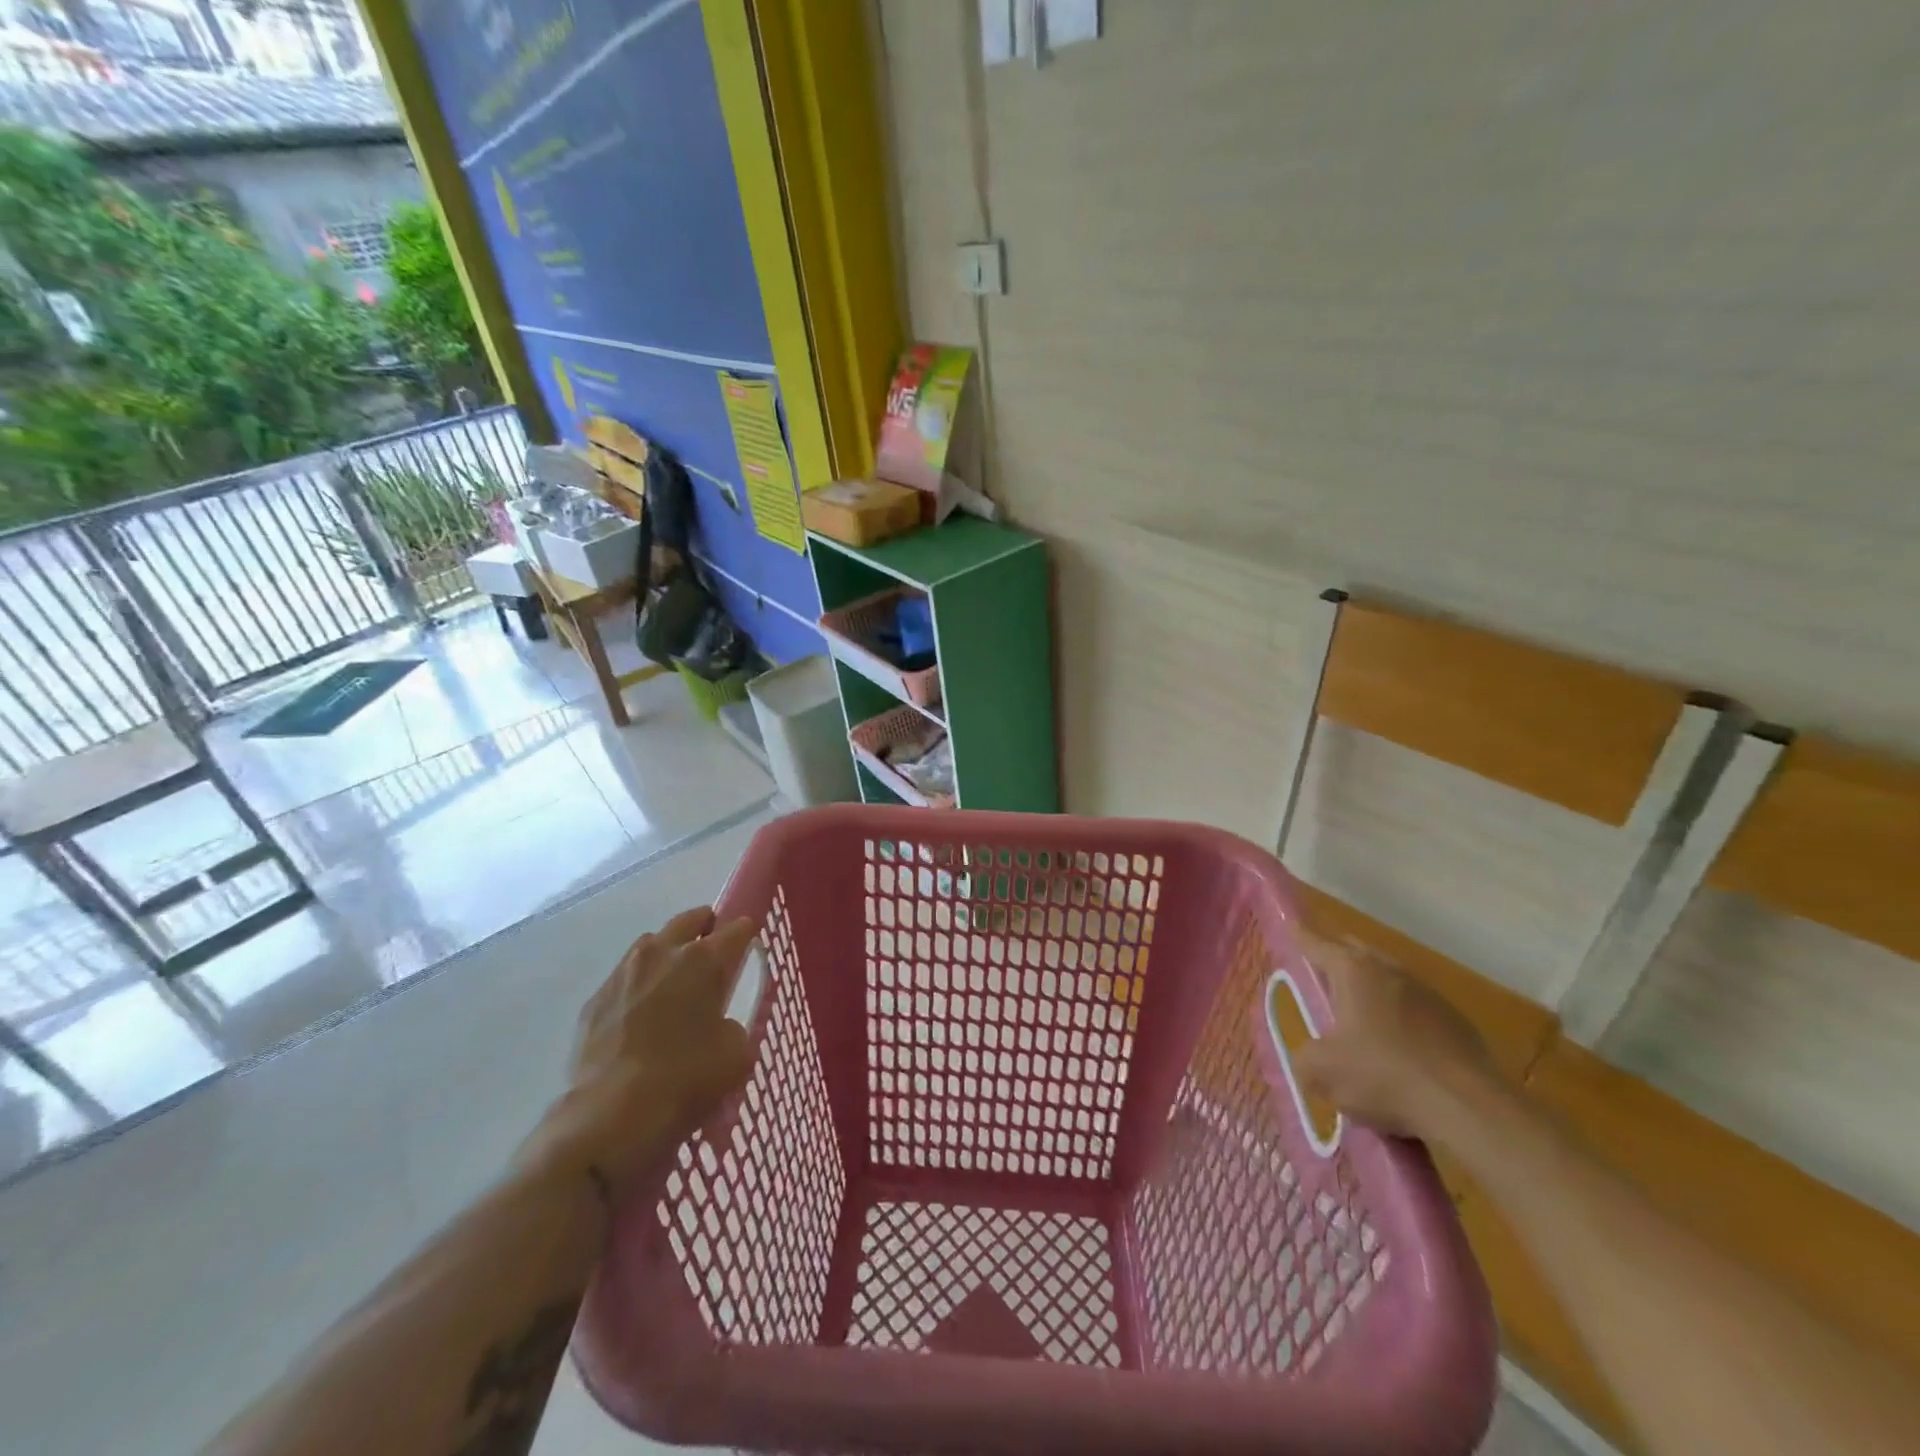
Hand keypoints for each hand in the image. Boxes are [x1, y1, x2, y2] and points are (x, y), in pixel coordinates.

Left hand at [523, 906, 757, 1194]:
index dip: (746, 937)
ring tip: (674, 984)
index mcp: (705, 960)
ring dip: (668, 953)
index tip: (747, 951)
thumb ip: (734, 1027)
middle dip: (706, 928)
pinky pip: (624, 978)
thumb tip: (719, 1026)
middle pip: (691, 919)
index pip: (738, 929)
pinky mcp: (594, 999)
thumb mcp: (736, 1055)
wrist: (609, 1116)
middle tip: (713, 955)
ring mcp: (624, 972)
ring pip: (652, 943)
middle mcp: (663, 952)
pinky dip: (638, 987)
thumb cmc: (685, 1079)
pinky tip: (641, 1017)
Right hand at [1291, 934, 1508, 1141]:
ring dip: (1373, 989)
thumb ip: (1304, 1057)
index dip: (1301, 936)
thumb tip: (1308, 1057)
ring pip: (1390, 979)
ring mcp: (1430, 995)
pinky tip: (1399, 1047)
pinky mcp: (1458, 1024)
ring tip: (1359, 1012)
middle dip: (1338, 956)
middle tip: (1321, 969)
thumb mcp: (1321, 1072)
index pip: (1318, 944)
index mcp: (1354, 971)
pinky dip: (1402, 1018)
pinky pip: (1417, 1010)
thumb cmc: (1383, 1076)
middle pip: (1358, 952)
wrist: (1469, 1109)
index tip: (1292, 926)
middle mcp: (1391, 972)